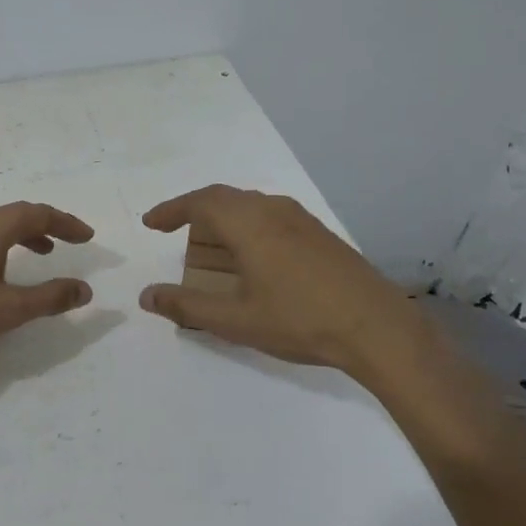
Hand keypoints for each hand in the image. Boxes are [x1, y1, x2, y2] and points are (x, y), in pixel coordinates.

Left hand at [0, 202, 94, 362]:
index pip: (39, 213)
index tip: (88, 236)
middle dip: (47, 225)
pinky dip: (3, 244)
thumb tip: (85, 289)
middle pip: (17, 213)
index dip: (67, 223)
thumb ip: (50, 297)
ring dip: (24, 234)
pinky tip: (1, 269)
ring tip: (43, 252)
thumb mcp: (9, 309)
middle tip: (70, 241)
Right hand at [139, 185, 432, 384]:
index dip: (171, 210)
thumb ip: (187, 306)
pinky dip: (247, 225)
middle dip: (194, 210)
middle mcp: (274, 210)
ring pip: (251, 204)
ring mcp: (302, 220)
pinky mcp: (321, 234)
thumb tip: (147, 296)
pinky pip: (271, 215)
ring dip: (223, 217)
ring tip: (209, 243)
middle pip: (225, 197)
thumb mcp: (236, 319)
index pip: (200, 202)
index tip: (150, 223)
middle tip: (173, 229)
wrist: (378, 328)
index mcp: (250, 223)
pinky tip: (251, 255)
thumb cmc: (300, 320)